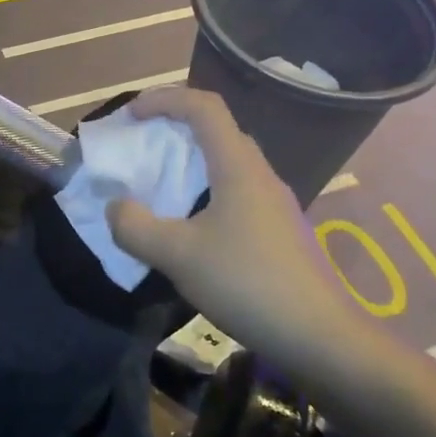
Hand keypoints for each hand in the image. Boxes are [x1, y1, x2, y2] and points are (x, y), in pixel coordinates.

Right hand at [104, 86, 355, 370]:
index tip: (130, 116)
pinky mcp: (278, 229)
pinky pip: (234, 190)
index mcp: (238, 166)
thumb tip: (116, 207)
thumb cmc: (247, 284)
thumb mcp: (177, 256)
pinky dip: (203, 191)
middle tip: (140, 148)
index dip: (163, 99)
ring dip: (189, 163)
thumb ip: (134, 227)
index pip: (204, 106)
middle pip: (216, 130)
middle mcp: (259, 174)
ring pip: (226, 162)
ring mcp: (273, 202)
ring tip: (157, 187)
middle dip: (173, 128)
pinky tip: (188, 227)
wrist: (320, 337)